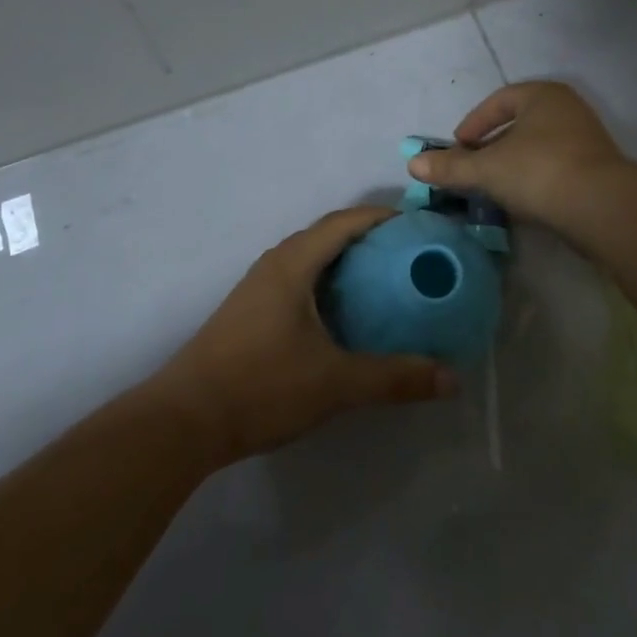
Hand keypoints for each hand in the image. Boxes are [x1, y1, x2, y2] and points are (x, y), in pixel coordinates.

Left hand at [153, 207, 457, 464]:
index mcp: (293, 264)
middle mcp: (274, 265)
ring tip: (383, 280)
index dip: (381, 216)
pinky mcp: (249, 311)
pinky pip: (296, 280)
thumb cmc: (262, 386)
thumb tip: (451, 379)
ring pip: (308, 258)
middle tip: (409, 254)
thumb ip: (394, 378)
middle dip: (367, 237)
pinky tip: (342, 314)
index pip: (343, 222)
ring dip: (344, 260)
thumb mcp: (335, 383)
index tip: (417, 224)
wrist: (185, 420)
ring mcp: (257, 288)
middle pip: (326, 235)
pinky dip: (325, 282)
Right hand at [409, 81, 628, 228]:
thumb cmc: (539, 172)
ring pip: (537, 148)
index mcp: (542, 95)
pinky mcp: (597, 169)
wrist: (602, 207)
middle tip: (471, 167)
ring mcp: (586, 139)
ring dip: (512, 165)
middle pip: (518, 124)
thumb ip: (450, 167)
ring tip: (491, 187)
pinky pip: (554, 167)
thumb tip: (413, 164)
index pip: (498, 101)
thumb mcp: (486, 169)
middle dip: (491, 146)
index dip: (473, 124)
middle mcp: (567, 109)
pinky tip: (521, 201)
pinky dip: (533, 179)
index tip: (457, 147)